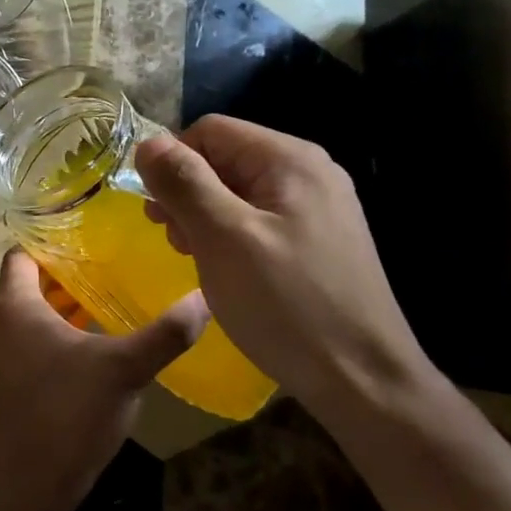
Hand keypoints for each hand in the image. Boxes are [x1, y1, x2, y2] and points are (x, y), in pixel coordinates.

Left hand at [0, 249, 207, 510]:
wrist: (25, 485)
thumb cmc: (69, 413)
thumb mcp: (124, 369)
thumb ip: (165, 333)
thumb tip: (206, 297)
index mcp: (13, 306)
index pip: (21, 254)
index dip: (51, 241)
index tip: (88, 236)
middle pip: (26, 285)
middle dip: (65, 277)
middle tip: (110, 268)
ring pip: (27, 317)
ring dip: (60, 310)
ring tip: (106, 304)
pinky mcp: (1, 384)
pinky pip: (25, 344)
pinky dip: (51, 337)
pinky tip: (90, 350)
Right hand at [136, 116, 431, 412]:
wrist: (362, 380)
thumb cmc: (287, 305)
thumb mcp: (224, 239)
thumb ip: (184, 183)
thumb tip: (148, 142)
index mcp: (289, 160)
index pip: (210, 131)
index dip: (172, 162)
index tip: (155, 212)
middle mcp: (309, 172)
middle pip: (225, 158)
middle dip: (187, 192)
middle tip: (172, 240)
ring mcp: (319, 207)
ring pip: (239, 191)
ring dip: (205, 216)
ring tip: (194, 257)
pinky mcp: (319, 240)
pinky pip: (259, 219)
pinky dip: (230, 235)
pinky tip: (225, 269)